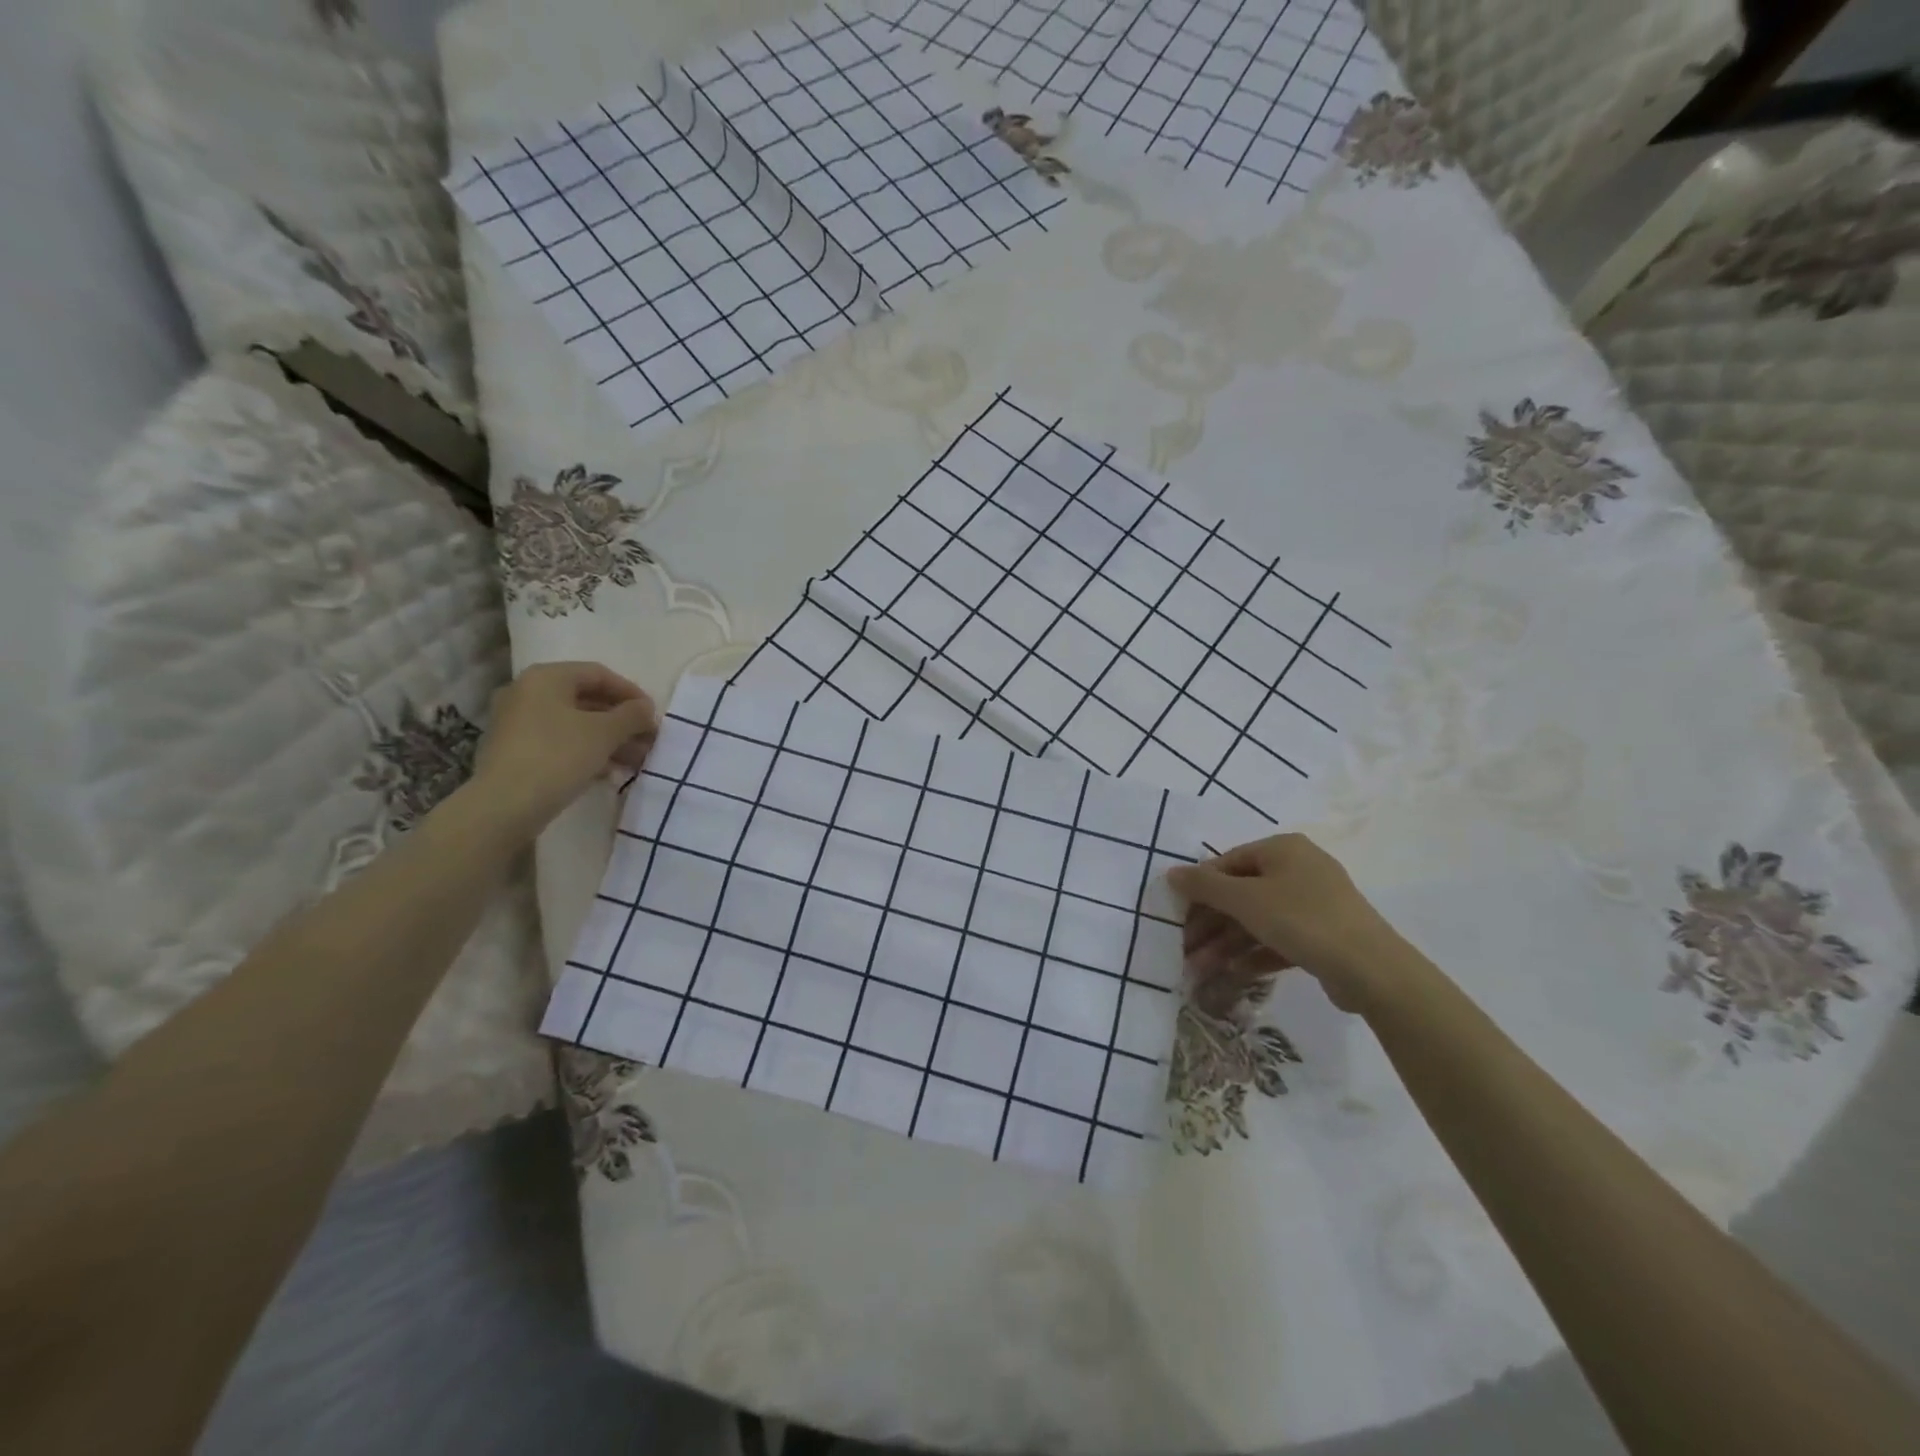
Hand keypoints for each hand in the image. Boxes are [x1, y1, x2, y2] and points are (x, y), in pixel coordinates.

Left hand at [467, 662, 656, 836]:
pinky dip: (587, 752)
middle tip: (648, 740)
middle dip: (622, 721)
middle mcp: (526, 693)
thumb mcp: (605, 733)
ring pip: (575, 724)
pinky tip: (609, 772)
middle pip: (587, 700)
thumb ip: (632, 715)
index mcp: (546, 678)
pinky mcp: (515, 751)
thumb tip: (646, 709)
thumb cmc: (558, 756)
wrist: (504, 806)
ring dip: (609, 739)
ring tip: (636, 760)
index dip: (631, 693)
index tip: (653, 715)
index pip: (599, 674)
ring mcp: (517, 723)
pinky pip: (559, 743)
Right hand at [1167, 833, 1413, 1013]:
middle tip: (1184, 950)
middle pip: (1241, 894)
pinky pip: (1279, 939)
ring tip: (1201, 970)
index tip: (1175, 916)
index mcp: (1282, 849)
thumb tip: (1171, 873)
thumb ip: (1205, 886)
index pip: (1227, 863)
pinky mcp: (1324, 936)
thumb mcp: (1246, 900)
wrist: (1372, 970)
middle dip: (1210, 924)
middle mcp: (1299, 869)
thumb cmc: (1302, 920)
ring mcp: (1314, 904)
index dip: (1199, 889)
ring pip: (1258, 920)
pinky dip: (1254, 954)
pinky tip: (1233, 975)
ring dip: (1226, 944)